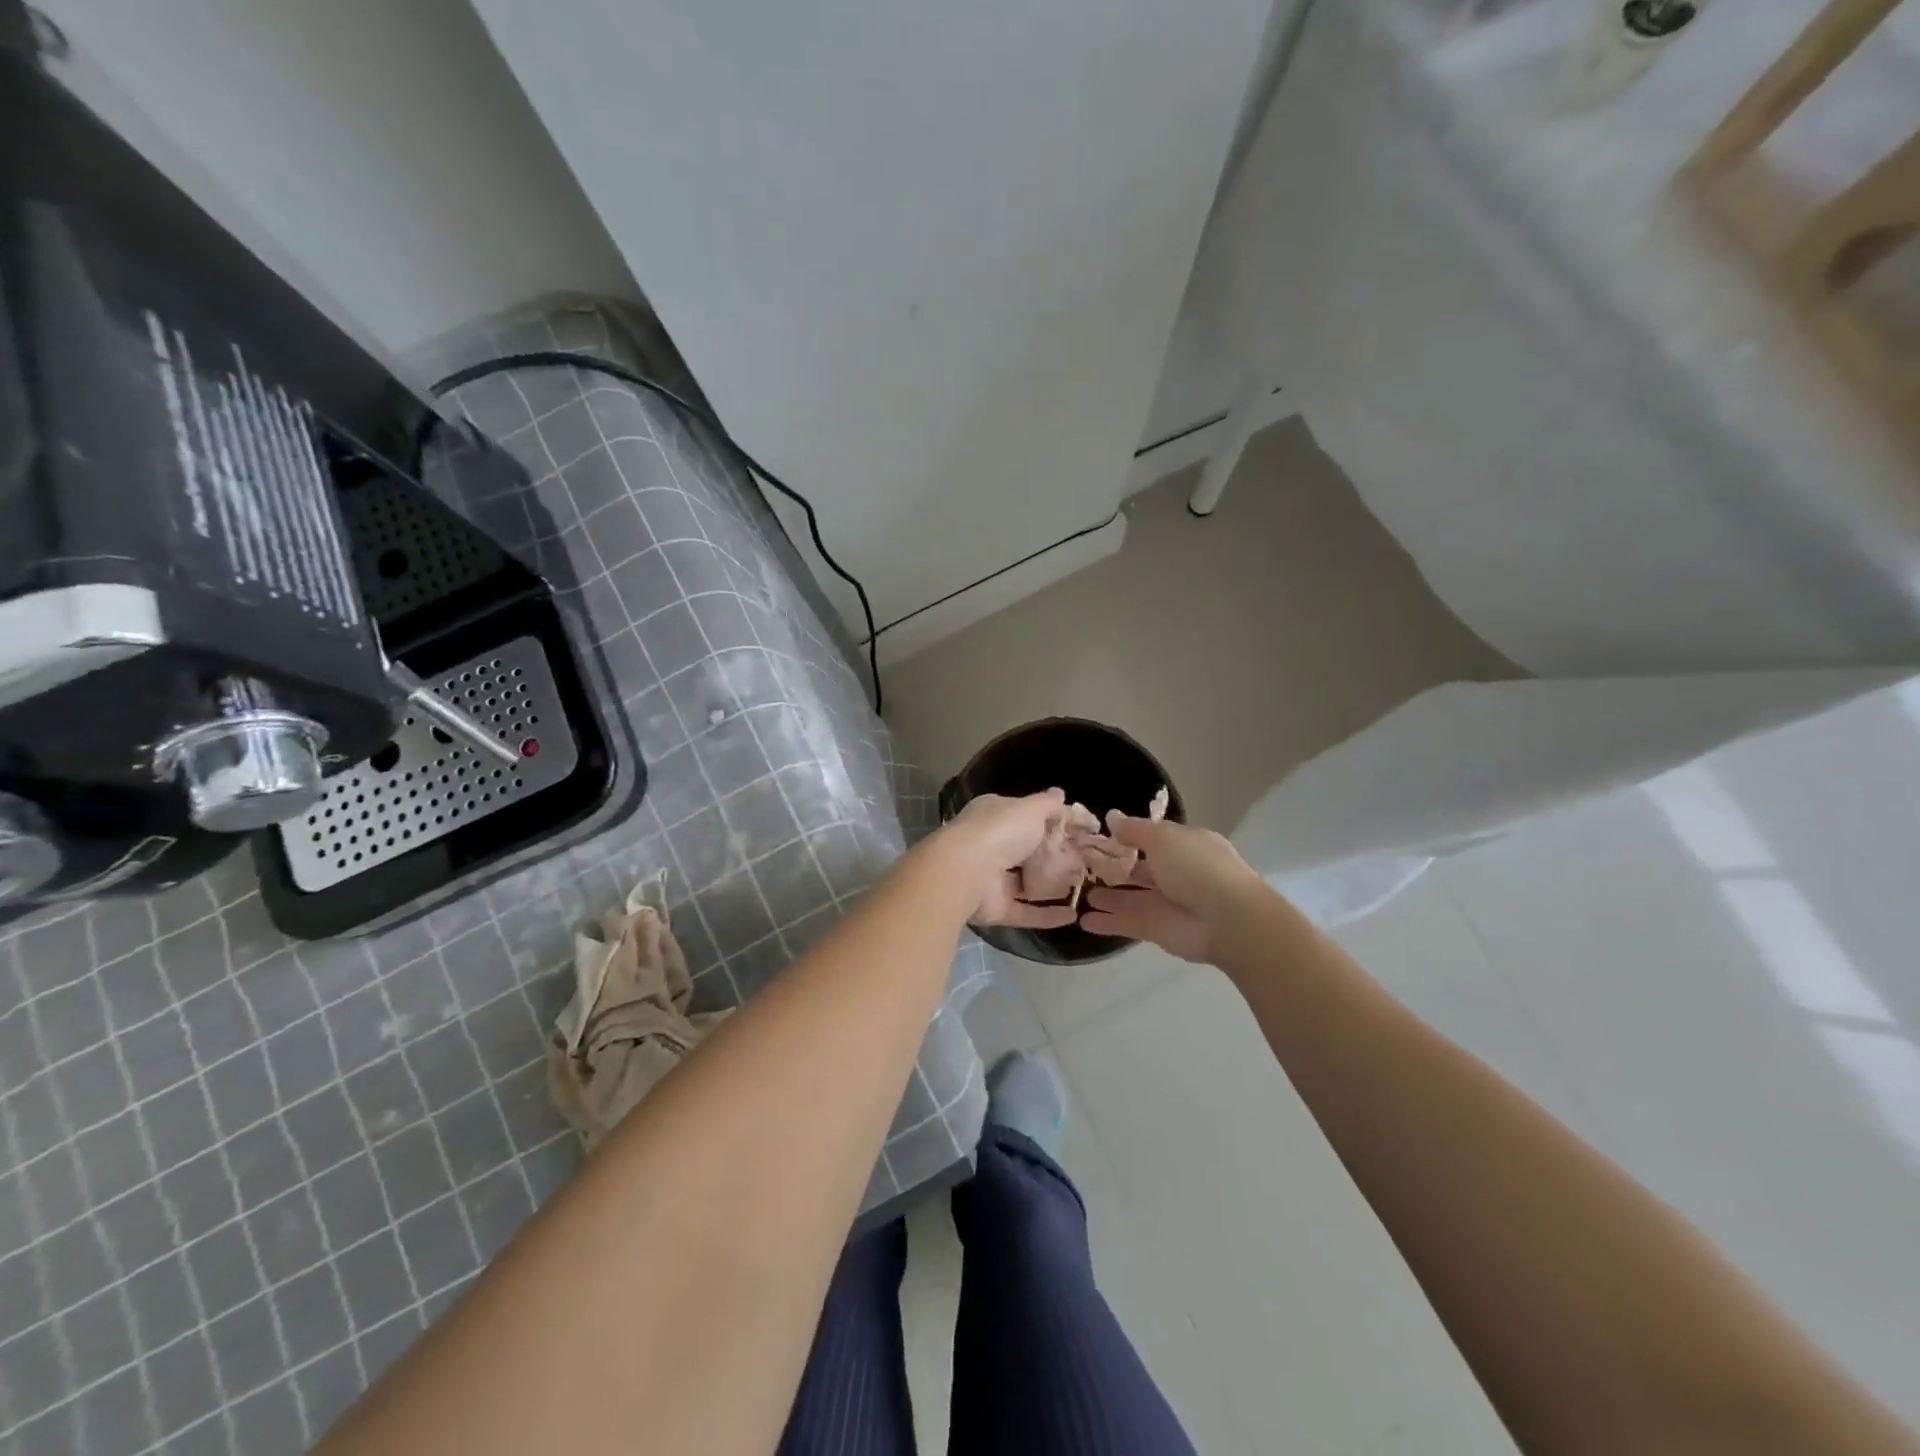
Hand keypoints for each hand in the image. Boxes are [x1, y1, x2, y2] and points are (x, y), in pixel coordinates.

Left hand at [926, 791, 1079, 930]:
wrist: (966, 872)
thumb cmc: (1000, 831)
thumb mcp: (1030, 808)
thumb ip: (1049, 804)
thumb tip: (1061, 794)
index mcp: (995, 816)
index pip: (1028, 816)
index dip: (1055, 821)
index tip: (1084, 830)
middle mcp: (992, 844)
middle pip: (1029, 850)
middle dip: (1056, 855)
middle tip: (1088, 861)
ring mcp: (992, 878)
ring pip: (1027, 881)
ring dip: (1053, 886)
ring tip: (1084, 887)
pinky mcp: (996, 908)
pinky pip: (1026, 911)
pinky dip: (1048, 915)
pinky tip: (1073, 915)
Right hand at [1078, 814, 1263, 962]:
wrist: (1228, 921)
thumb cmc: (1197, 868)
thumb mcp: (1163, 838)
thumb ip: (1134, 830)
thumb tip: (1112, 817)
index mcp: (1185, 845)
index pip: (1153, 838)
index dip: (1127, 837)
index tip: (1098, 836)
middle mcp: (1177, 873)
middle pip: (1140, 868)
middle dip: (1114, 867)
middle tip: (1081, 865)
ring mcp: (1166, 902)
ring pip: (1131, 897)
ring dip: (1108, 895)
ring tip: (1080, 892)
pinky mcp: (1157, 929)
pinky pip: (1127, 922)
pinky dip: (1107, 922)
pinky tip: (1083, 921)